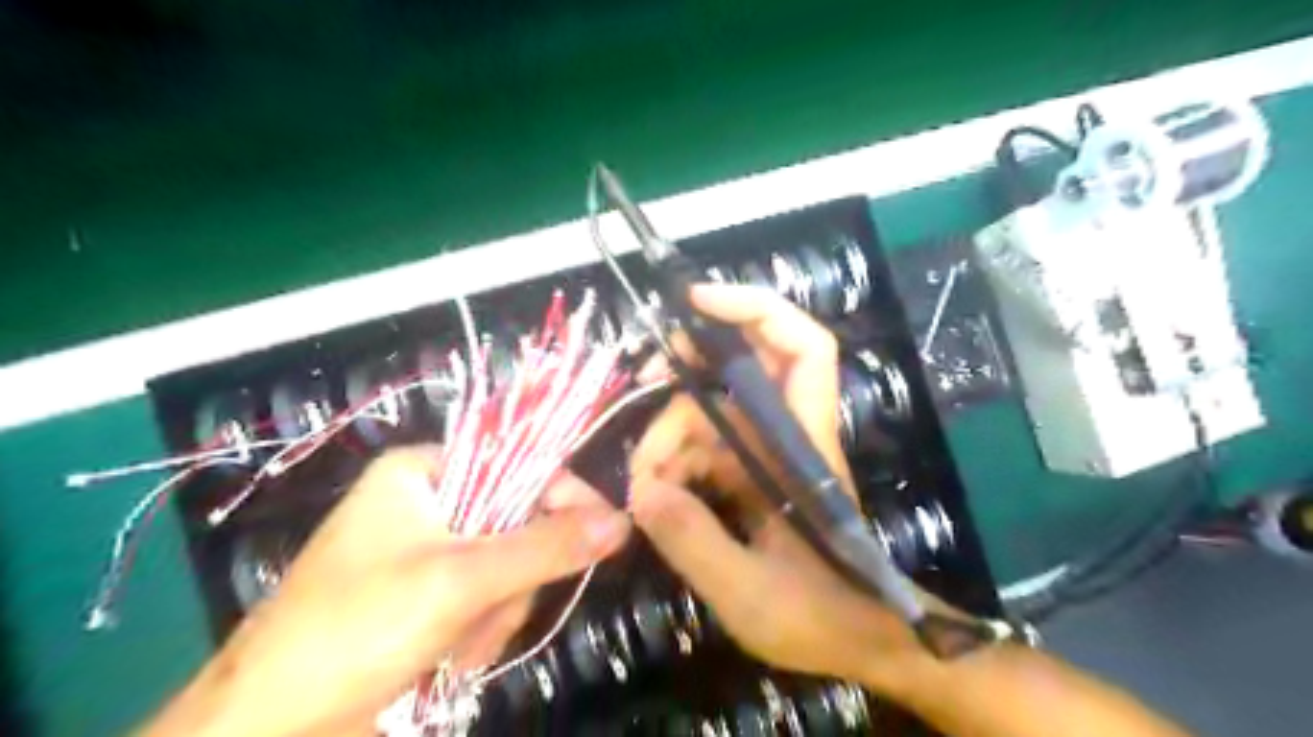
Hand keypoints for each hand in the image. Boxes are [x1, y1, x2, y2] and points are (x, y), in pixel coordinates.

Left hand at [145, 446, 627, 736]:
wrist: (267, 731)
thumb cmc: (354, 629)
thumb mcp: (460, 580)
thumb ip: (546, 547)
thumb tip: (620, 521)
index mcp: (423, 470)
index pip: (519, 463)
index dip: (563, 495)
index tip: (605, 530)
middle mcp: (428, 501)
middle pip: (516, 521)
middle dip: (511, 578)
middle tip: (488, 612)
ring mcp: (427, 552)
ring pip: (507, 567)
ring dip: (495, 612)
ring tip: (456, 646)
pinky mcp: (427, 596)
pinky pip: (487, 598)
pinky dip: (479, 631)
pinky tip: (448, 659)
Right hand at [630, 286, 925, 692]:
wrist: (859, 642)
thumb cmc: (822, 618)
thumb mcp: (750, 593)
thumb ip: (694, 542)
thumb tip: (639, 490)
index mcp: (803, 447)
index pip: (803, 348)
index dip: (755, 309)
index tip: (696, 301)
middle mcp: (786, 437)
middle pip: (742, 369)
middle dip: (688, 367)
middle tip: (641, 382)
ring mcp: (766, 455)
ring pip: (711, 413)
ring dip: (669, 435)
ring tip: (641, 485)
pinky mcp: (750, 476)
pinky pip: (704, 449)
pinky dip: (674, 463)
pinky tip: (654, 496)